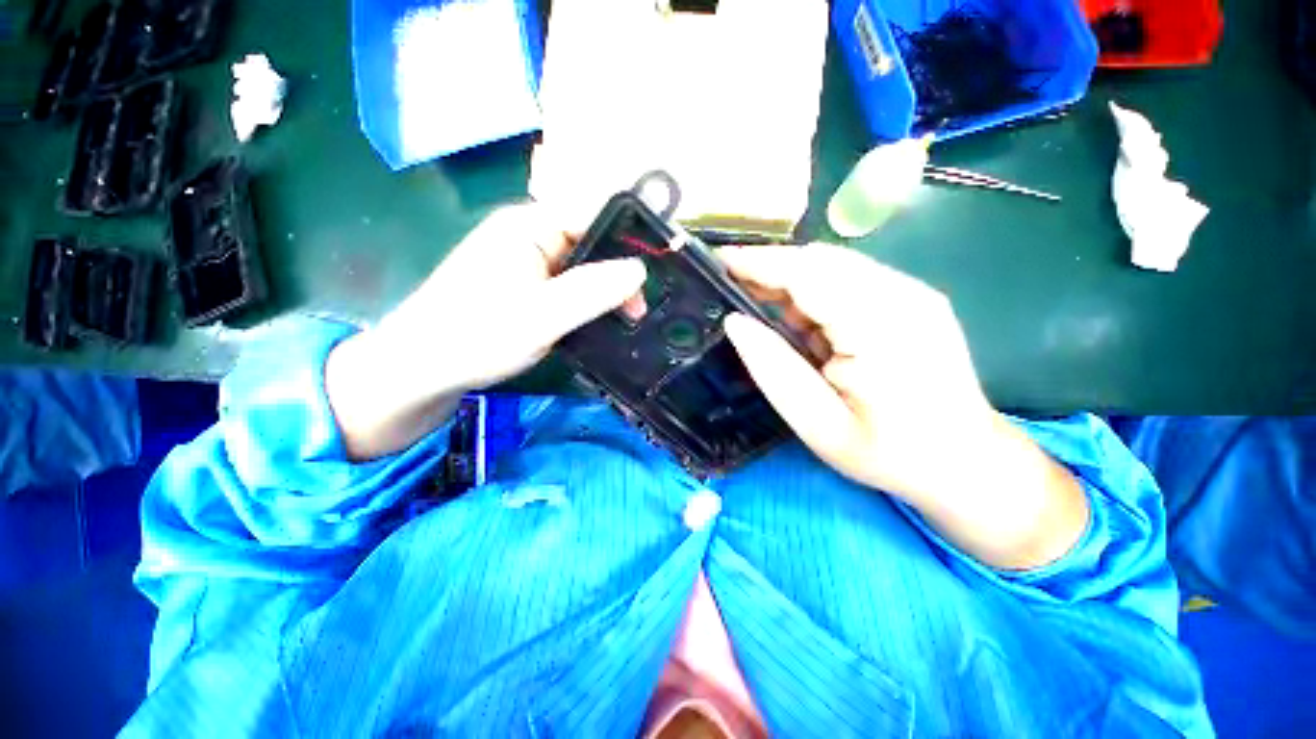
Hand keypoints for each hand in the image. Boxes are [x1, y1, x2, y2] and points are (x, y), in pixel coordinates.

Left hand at [326, 204, 645, 459]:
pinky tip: (598, 323)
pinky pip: (567, 287)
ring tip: (624, 321)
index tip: (651, 275)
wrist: (421, 372)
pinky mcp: (524, 289)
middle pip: (590, 243)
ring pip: (581, 269)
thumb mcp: (543, 316)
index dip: (628, 238)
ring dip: (604, 293)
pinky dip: (586, 303)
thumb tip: (640, 269)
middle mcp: (529, 237)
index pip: (593, 213)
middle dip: (618, 274)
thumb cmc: (477, 337)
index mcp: (529, 227)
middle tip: (636, 312)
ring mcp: (525, 264)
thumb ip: (593, 290)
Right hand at [720, 244, 1086, 569]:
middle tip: (735, 292)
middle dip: (772, 269)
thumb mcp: (817, 423)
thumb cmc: (887, 453)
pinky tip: (806, 323)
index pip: (806, 273)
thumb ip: (773, 368)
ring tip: (767, 313)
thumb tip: (735, 321)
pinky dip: (816, 291)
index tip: (720, 261)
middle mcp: (902, 295)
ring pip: (834, 265)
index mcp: (879, 327)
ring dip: (792, 281)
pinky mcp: (913, 298)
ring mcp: (913, 292)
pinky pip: (851, 277)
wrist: (966, 461)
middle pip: (821, 260)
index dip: (759, 262)